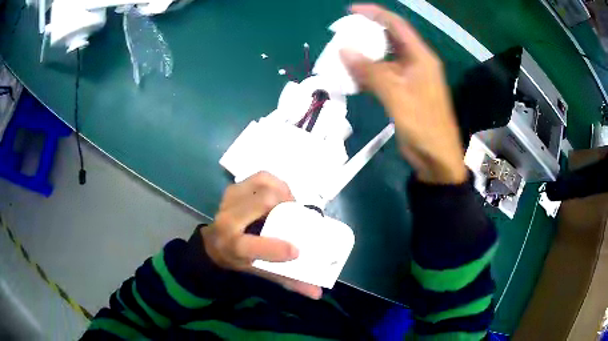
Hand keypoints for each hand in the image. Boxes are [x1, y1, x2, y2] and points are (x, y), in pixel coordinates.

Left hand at [202, 171, 322, 298]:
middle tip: (296, 214)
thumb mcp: (262, 272)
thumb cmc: (240, 259)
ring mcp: (229, 200)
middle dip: (286, 204)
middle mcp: (228, 221)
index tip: (297, 250)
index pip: (252, 246)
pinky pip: (259, 176)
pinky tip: (280, 192)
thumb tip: (318, 293)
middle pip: (262, 201)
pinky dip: (275, 182)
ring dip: (282, 190)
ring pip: (262, 184)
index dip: (277, 248)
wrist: (215, 243)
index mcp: (233, 246)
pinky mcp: (233, 188)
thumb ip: (290, 281)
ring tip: (289, 202)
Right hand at [341, 4, 466, 184]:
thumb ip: (371, 70)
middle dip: (367, 34)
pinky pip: (383, 76)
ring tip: (342, 53)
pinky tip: (352, 76)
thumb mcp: (397, 94)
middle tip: (343, 34)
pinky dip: (368, 74)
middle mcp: (416, 63)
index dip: (375, 14)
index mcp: (421, 57)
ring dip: (365, 55)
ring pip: (384, 59)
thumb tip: (343, 50)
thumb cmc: (423, 124)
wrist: (436, 157)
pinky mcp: (404, 92)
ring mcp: (410, 78)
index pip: (396, 25)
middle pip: (390, 39)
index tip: (351, 11)